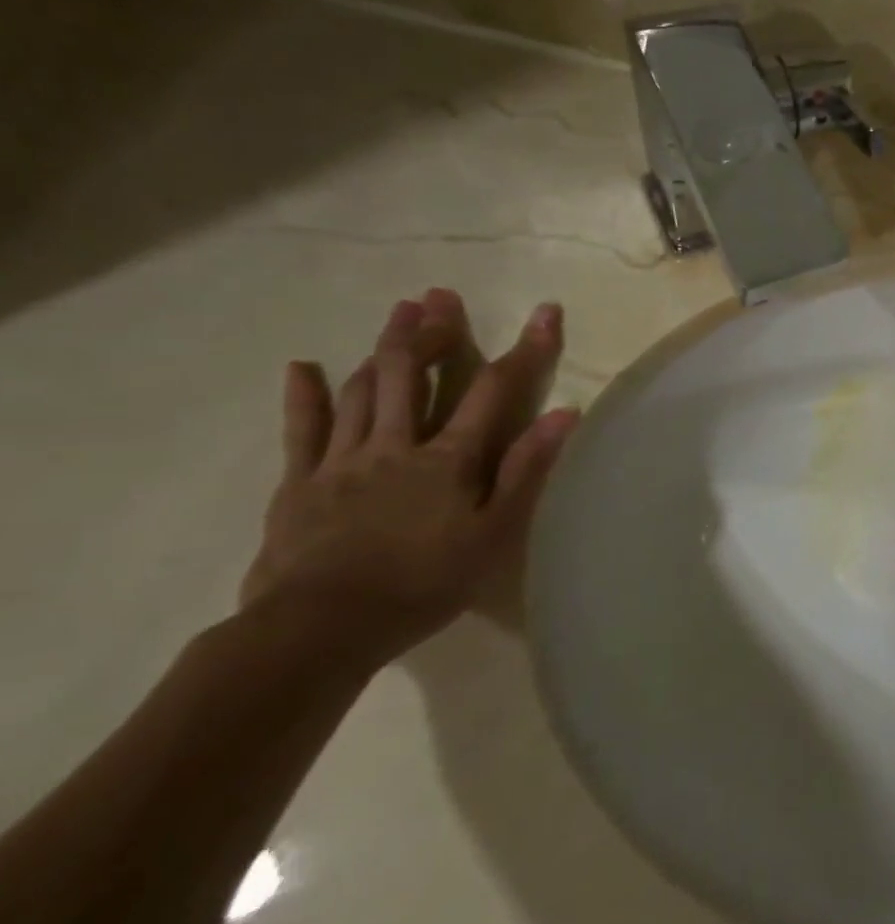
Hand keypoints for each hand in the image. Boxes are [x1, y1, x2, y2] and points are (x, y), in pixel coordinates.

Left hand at [240, 287, 578, 668]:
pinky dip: (305, 395)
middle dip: (432, 332)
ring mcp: (343, 460)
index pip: (495, 390)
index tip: (546, 311)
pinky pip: (302, 430)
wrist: (323, 626)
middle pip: (412, 374)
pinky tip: (304, 367)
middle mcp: (396, 445)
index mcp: (449, 459)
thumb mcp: (495, 533)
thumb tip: (565, 414)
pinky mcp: (299, 482)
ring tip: (399, 315)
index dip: (525, 348)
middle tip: (440, 297)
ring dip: (383, 348)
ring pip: (363, 390)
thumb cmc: (425, 583)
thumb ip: (527, 470)